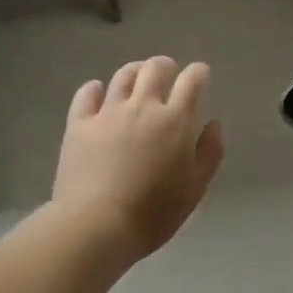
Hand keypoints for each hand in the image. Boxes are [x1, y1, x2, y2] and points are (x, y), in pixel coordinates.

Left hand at [52, 57, 225, 265]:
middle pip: (155, 68)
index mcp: (175, 120)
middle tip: (168, 76)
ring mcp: (108, 112)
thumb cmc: (154, 213)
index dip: (199, 73)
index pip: (192, 80)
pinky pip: (87, 93)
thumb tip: (213, 123)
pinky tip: (98, 93)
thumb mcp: (195, 189)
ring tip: (137, 80)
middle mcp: (143, 106)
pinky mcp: (79, 123)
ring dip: (135, 72)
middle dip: (166, 67)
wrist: (97, 225)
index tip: (201, 76)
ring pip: (123, 76)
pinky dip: (95, 89)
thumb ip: (209, 153)